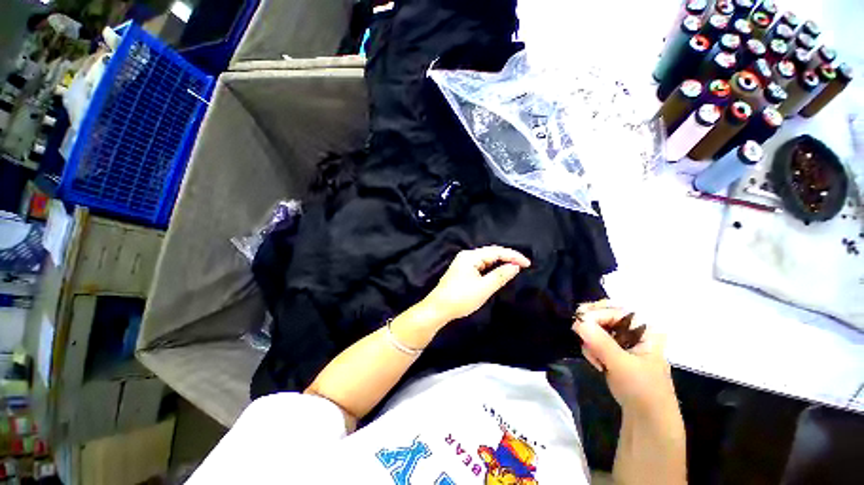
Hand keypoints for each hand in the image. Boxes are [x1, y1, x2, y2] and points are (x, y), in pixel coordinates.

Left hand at [421, 246, 530, 322]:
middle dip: (508, 257)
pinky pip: (481, 265)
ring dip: (500, 262)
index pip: (496, 251)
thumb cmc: (461, 298)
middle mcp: (467, 256)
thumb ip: (500, 275)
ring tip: (515, 268)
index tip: (528, 263)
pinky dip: (492, 268)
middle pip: (491, 253)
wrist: (438, 308)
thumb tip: (515, 266)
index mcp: (470, 257)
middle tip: (524, 265)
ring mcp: (464, 263)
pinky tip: (499, 272)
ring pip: (486, 259)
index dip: (513, 256)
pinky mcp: (463, 270)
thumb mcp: (484, 288)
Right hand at [572, 301, 677, 416]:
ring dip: (590, 339)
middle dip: (590, 323)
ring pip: (598, 328)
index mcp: (645, 330)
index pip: (617, 311)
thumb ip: (601, 342)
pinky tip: (596, 363)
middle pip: (606, 315)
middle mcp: (634, 331)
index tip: (578, 320)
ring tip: (594, 358)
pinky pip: (596, 340)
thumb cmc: (643, 390)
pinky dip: (591, 348)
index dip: (597, 313)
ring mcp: (623, 342)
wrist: (647, 419)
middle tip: (577, 328)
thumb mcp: (622, 365)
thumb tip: (578, 322)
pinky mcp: (614, 352)